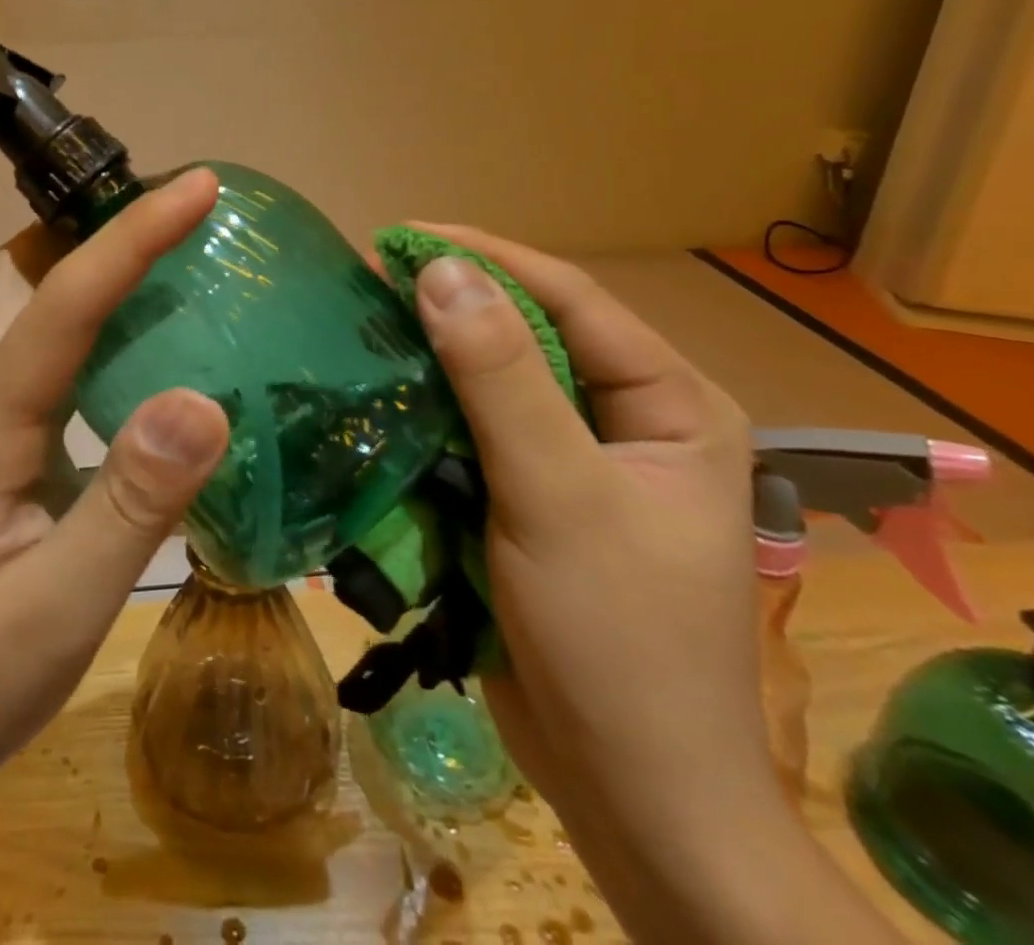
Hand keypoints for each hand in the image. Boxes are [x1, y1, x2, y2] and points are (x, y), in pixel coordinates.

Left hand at [0, 170, 231, 944]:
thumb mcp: (58, 609)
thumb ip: (132, 504)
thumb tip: (203, 402)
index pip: (65, 303)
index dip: (131, 236)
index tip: (197, 187)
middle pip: (17, 283)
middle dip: (82, 230)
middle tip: (159, 222)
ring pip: (24, 323)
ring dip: (84, 279)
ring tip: (163, 275)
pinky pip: (46, 376)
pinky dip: (92, 344)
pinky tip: (138, 373)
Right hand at [409, 225, 900, 943]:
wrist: (631, 796)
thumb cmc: (615, 639)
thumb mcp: (556, 494)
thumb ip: (499, 378)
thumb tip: (440, 272)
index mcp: (669, 404)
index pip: (570, 298)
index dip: (486, 257)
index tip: (399, 237)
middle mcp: (628, 420)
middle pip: (531, 334)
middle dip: (453, 304)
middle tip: (370, 278)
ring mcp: (577, 463)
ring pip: (496, 383)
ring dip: (433, 357)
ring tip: (364, 323)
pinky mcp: (534, 500)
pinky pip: (475, 433)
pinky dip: (428, 412)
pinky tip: (380, 394)